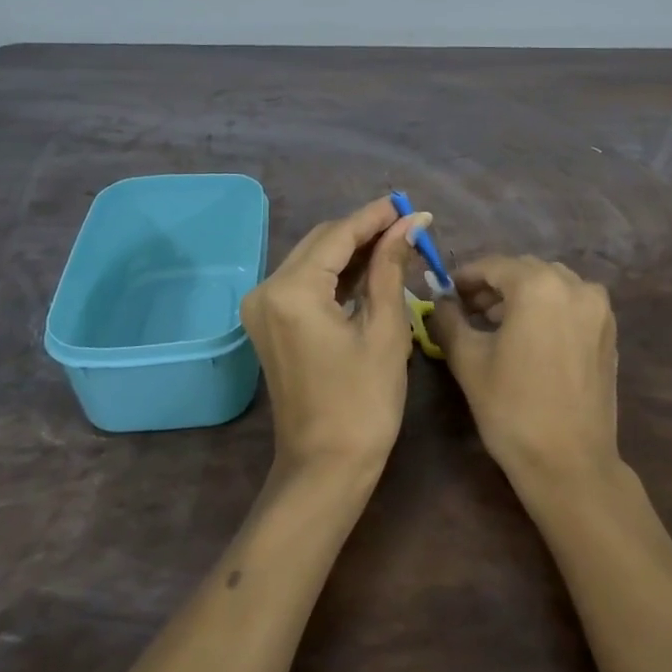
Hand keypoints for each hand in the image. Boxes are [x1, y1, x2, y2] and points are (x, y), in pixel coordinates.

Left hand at [239, 196, 426, 480]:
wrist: (324, 468)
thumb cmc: (363, 403)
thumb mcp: (385, 330)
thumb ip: (390, 267)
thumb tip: (409, 223)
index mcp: (292, 291)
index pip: (338, 235)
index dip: (375, 217)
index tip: (409, 204)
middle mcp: (266, 290)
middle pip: (321, 242)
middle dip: (364, 231)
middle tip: (408, 225)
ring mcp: (263, 308)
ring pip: (313, 260)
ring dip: (352, 251)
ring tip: (397, 243)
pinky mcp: (269, 323)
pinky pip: (306, 283)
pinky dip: (337, 275)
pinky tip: (370, 269)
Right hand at [428, 256, 619, 485]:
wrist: (570, 463)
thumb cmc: (512, 408)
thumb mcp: (469, 360)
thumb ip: (449, 320)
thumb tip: (439, 301)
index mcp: (539, 286)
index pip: (494, 265)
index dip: (466, 276)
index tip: (445, 291)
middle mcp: (575, 285)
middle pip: (524, 270)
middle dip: (494, 284)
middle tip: (466, 307)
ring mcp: (598, 308)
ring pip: (551, 284)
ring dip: (521, 295)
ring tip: (494, 322)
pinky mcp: (609, 331)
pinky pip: (571, 304)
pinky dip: (547, 308)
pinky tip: (528, 335)